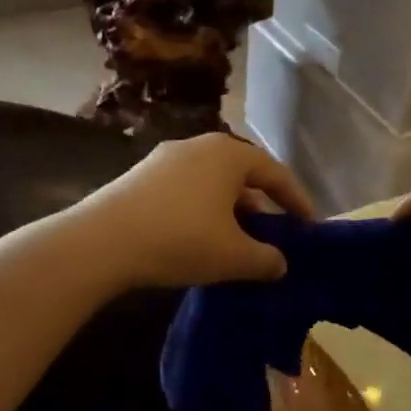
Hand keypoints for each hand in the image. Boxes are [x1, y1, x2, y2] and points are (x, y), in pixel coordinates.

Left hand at [79, 133, 314, 289]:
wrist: (101, 242)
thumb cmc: (181, 239)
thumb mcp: (234, 256)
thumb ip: (266, 259)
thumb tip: (280, 264)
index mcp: (228, 154)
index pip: (275, 173)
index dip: (297, 200)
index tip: (310, 225)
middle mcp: (198, 146)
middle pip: (242, 174)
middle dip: (261, 203)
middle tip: (273, 231)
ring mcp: (164, 159)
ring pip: (211, 182)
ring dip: (230, 209)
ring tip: (237, 239)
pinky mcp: (139, 177)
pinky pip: (185, 190)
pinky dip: (202, 210)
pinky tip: (198, 237)